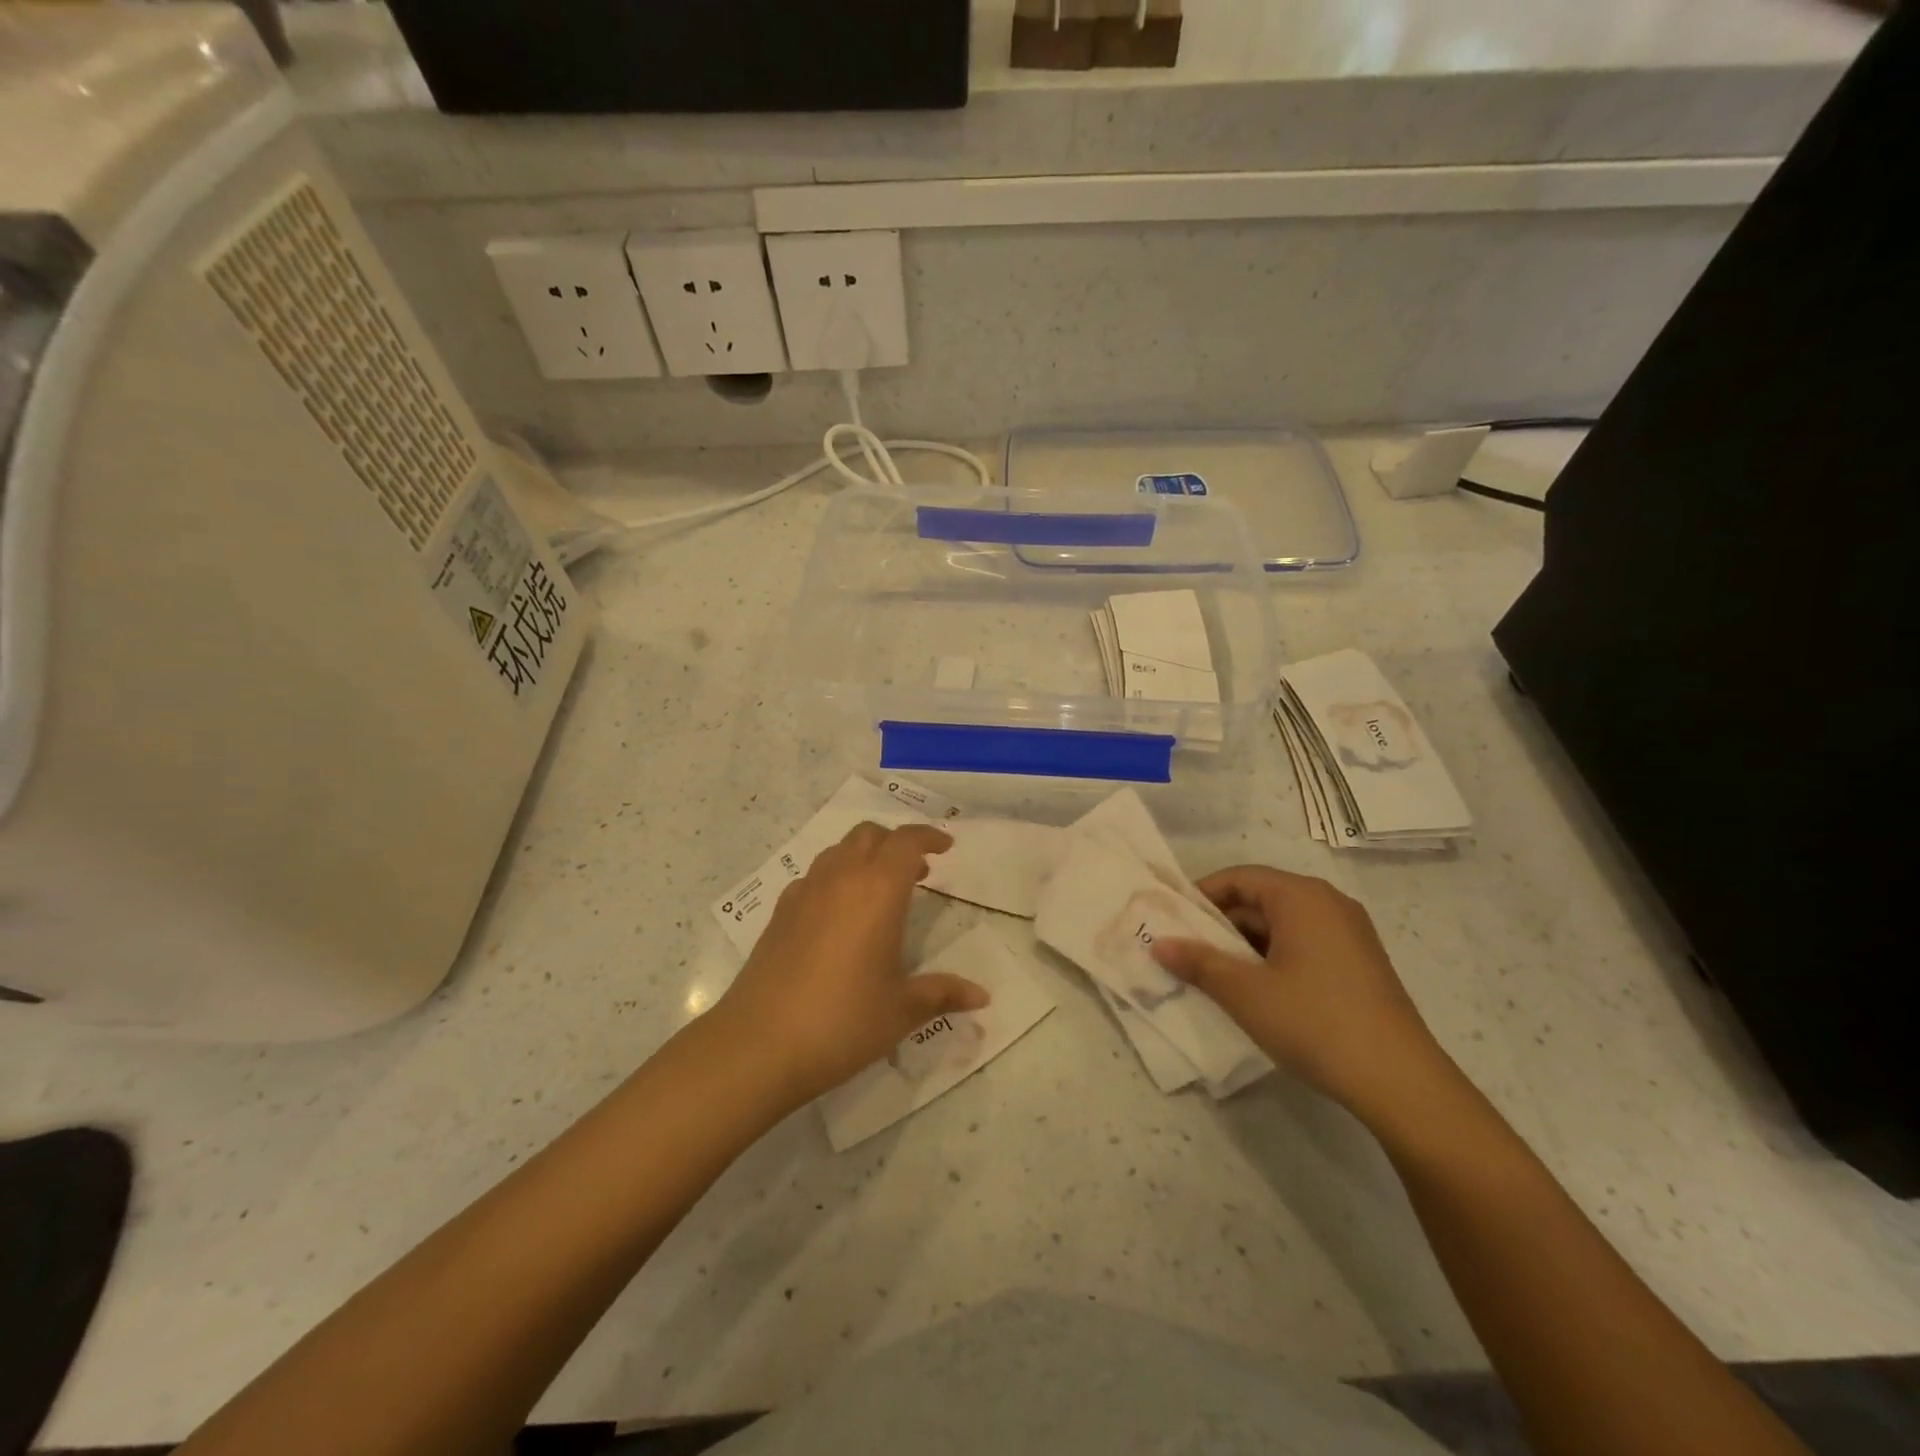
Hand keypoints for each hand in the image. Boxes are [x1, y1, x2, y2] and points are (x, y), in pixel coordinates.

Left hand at [714, 822, 988, 1104]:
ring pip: (838, 851)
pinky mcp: (779, 913)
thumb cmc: (842, 1021)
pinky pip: (814, 877)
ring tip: (880, 891)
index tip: (946, 848)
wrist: (759, 1044)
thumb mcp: (901, 1010)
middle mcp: (840, 878)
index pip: (906, 841)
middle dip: (895, 843)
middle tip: (917, 871)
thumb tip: (982, 996)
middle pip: (870, 835)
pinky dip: (835, 879)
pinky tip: (839, 917)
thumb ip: (943, 994)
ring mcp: (804, 893)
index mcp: (877, 890)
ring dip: (864, 857)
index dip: (929, 836)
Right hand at [1151, 866, 1445, 1119]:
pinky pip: (1303, 944)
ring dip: (1245, 944)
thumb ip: (1198, 962)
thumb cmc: (1314, 1022)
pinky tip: (1257, 991)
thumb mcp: (1245, 992)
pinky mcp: (1360, 962)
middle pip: (1260, 898)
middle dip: (1220, 924)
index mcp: (1301, 896)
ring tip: (1215, 975)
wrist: (1400, 1082)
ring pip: (1281, 924)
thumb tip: (1157, 943)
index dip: (1200, 896)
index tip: (1172, 922)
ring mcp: (1349, 933)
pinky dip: (1273, 957)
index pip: (1238, 878)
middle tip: (1186, 952)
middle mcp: (1328, 903)